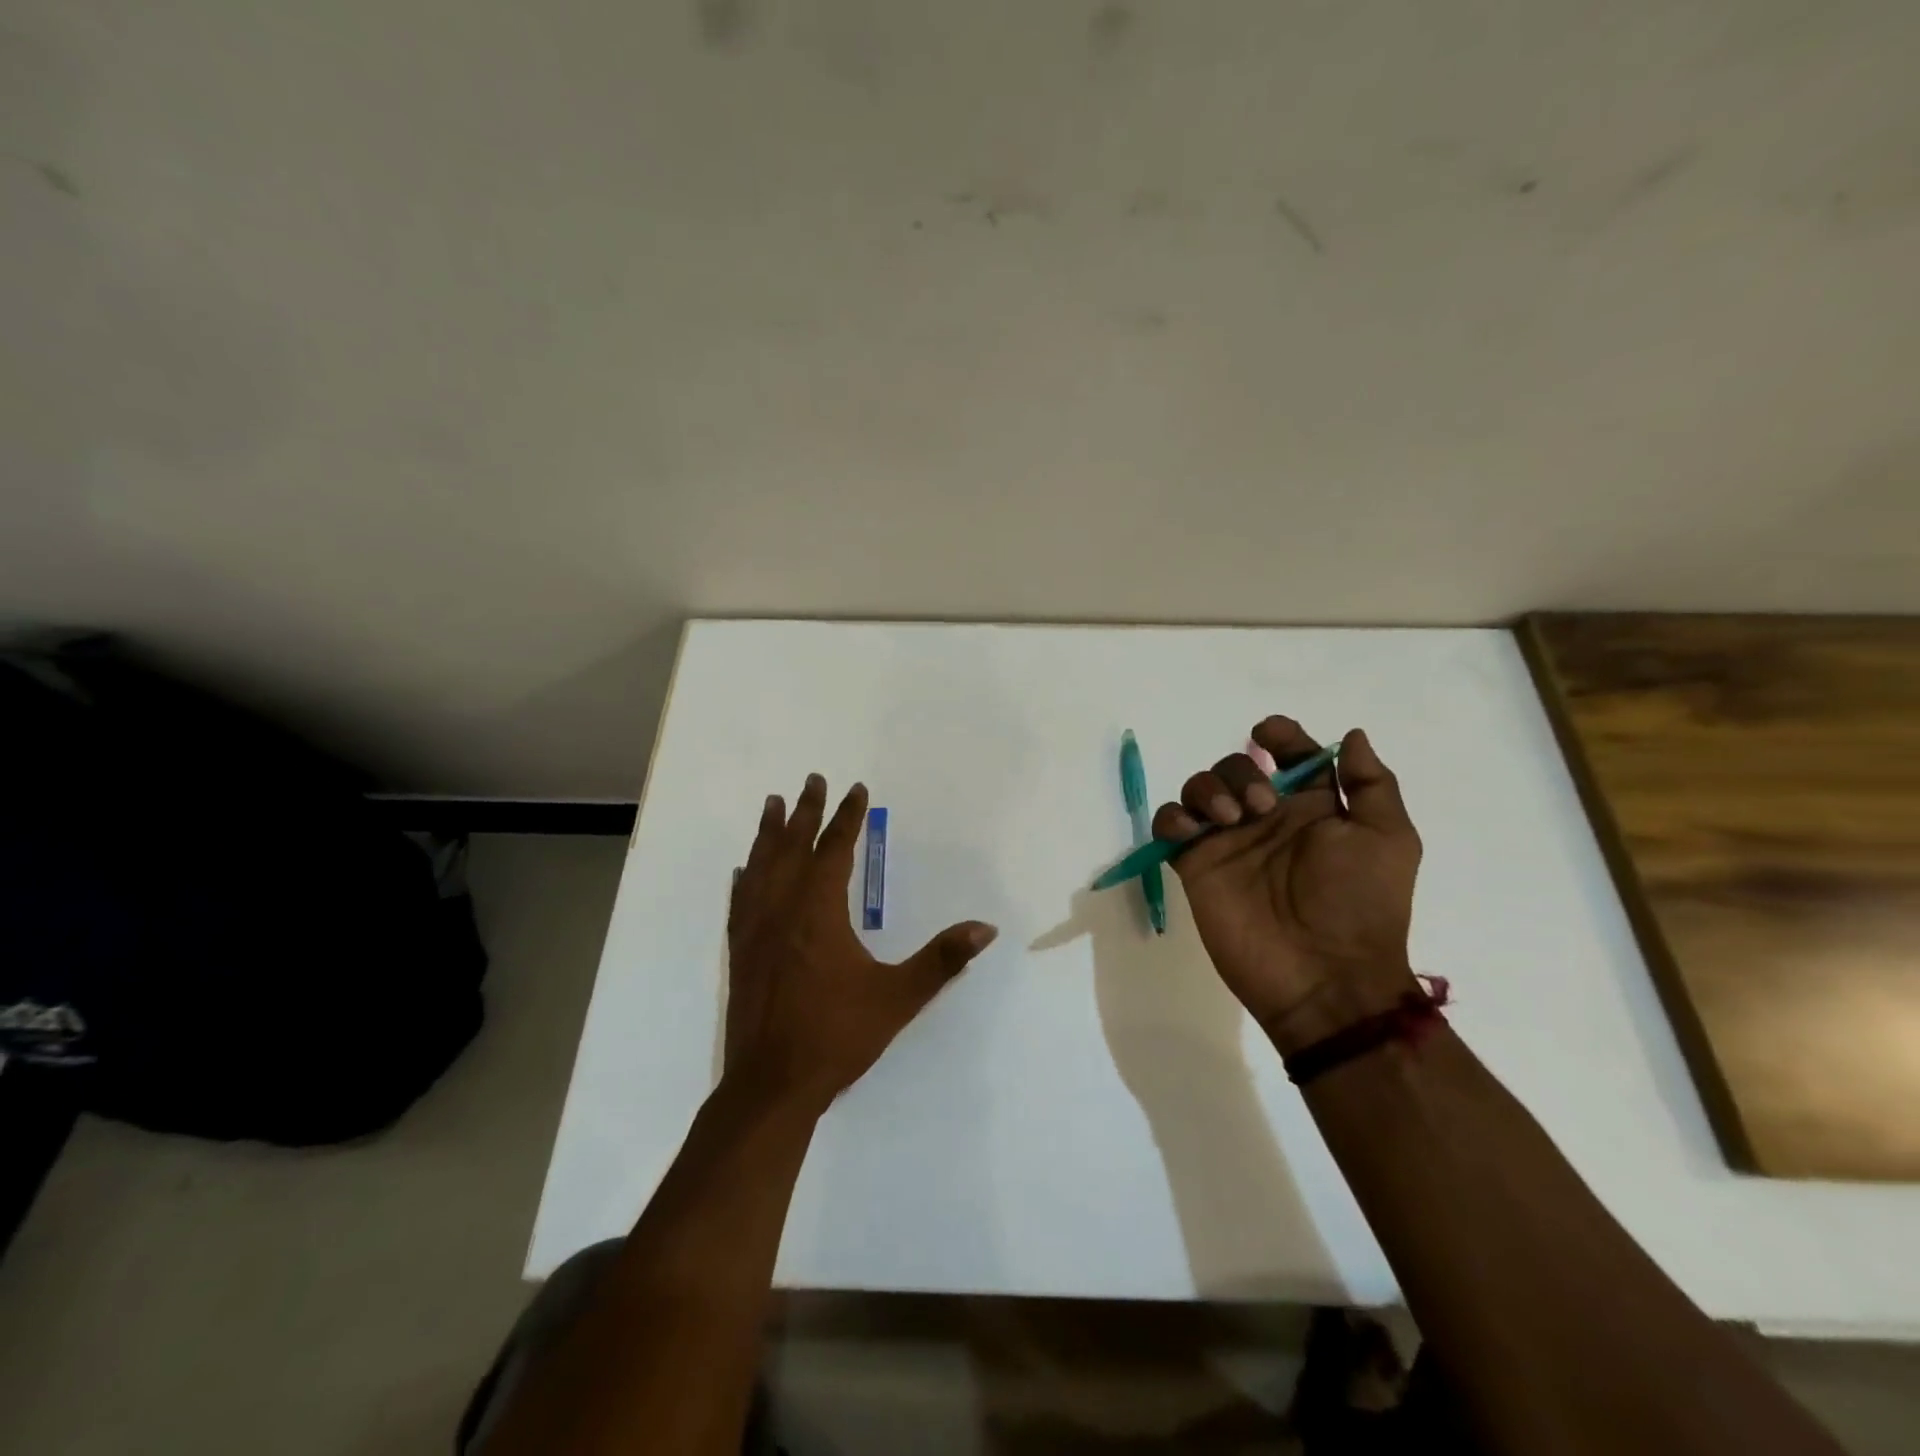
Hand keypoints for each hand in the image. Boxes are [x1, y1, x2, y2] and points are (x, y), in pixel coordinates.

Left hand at [724, 774, 998, 1111]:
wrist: (771, 1086)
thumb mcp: (898, 998)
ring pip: (761, 866)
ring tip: (771, 804)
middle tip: (812, 780)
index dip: (847, 817)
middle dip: (805, 811)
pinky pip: (741, 899)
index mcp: (818, 912)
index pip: (834, 849)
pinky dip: (746, 875)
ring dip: (769, 832)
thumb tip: (985, 928)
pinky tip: (744, 870)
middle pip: (793, 846)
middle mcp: (782, 909)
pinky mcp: (740, 952)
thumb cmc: (837, 1036)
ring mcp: (755, 930)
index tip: (855, 789)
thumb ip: (942, 960)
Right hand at [1151, 718, 1421, 1055]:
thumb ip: (1371, 783)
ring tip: (1229, 822)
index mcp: (1312, 809)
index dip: (1280, 736)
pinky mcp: (1195, 865)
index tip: (1268, 734)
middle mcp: (1266, 819)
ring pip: (1200, 788)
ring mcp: (1227, 842)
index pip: (1290, 756)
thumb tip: (1351, 735)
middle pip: (1238, 766)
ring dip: (1209, 790)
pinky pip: (1170, 824)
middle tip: (1261, 808)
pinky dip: (1173, 817)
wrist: (1324, 977)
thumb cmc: (1361, 905)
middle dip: (1242, 773)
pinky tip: (1192, 832)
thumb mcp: (1388, 839)